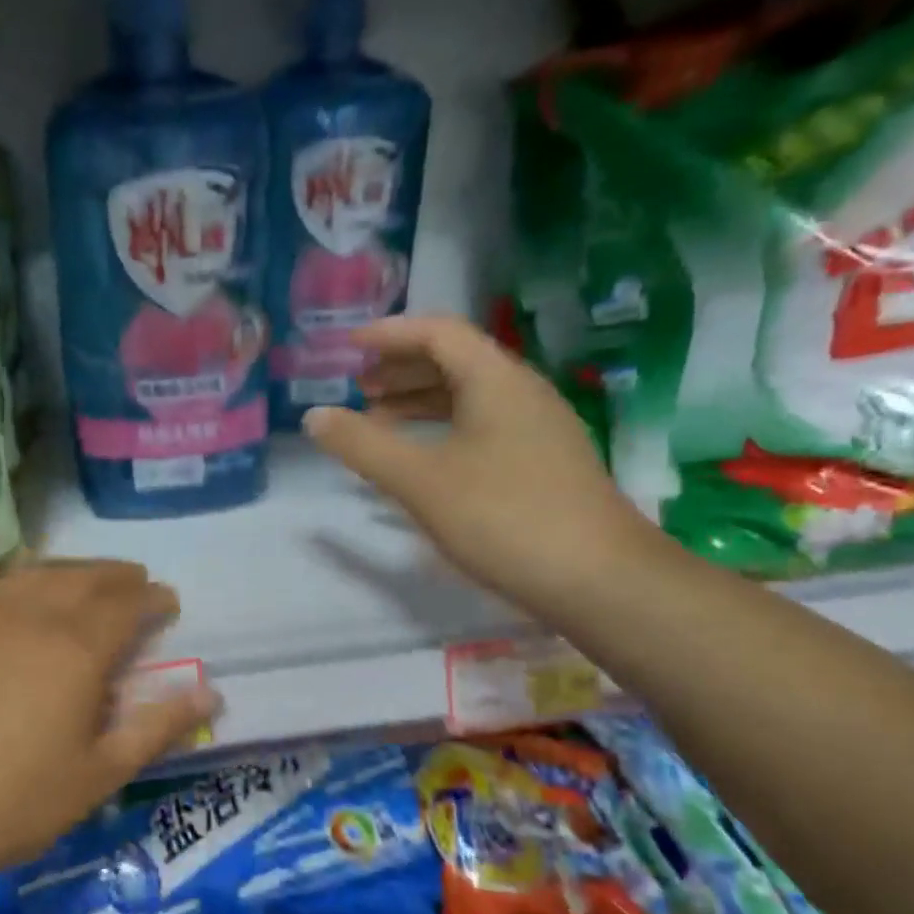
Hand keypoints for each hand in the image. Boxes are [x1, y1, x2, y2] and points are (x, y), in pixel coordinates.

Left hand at [0, 561, 219, 891]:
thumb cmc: (19, 803)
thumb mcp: (102, 773)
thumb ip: (159, 726)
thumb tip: (212, 693)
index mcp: (75, 649)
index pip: (126, 604)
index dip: (152, 598)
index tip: (167, 602)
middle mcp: (29, 615)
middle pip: (84, 578)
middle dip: (118, 576)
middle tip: (136, 583)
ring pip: (37, 573)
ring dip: (72, 572)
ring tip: (88, 583)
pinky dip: (22, 582)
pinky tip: (24, 597)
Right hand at [304, 316, 665, 617]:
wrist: (599, 581)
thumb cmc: (503, 518)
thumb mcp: (419, 480)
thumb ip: (362, 445)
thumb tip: (314, 416)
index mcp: (495, 380)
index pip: (438, 332)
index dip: (389, 334)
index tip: (347, 348)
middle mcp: (521, 392)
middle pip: (455, 360)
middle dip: (401, 368)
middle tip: (358, 387)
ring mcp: (538, 428)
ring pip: (470, 396)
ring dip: (421, 400)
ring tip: (379, 420)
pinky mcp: (543, 463)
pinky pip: (483, 425)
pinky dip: (443, 429)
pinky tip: (422, 459)